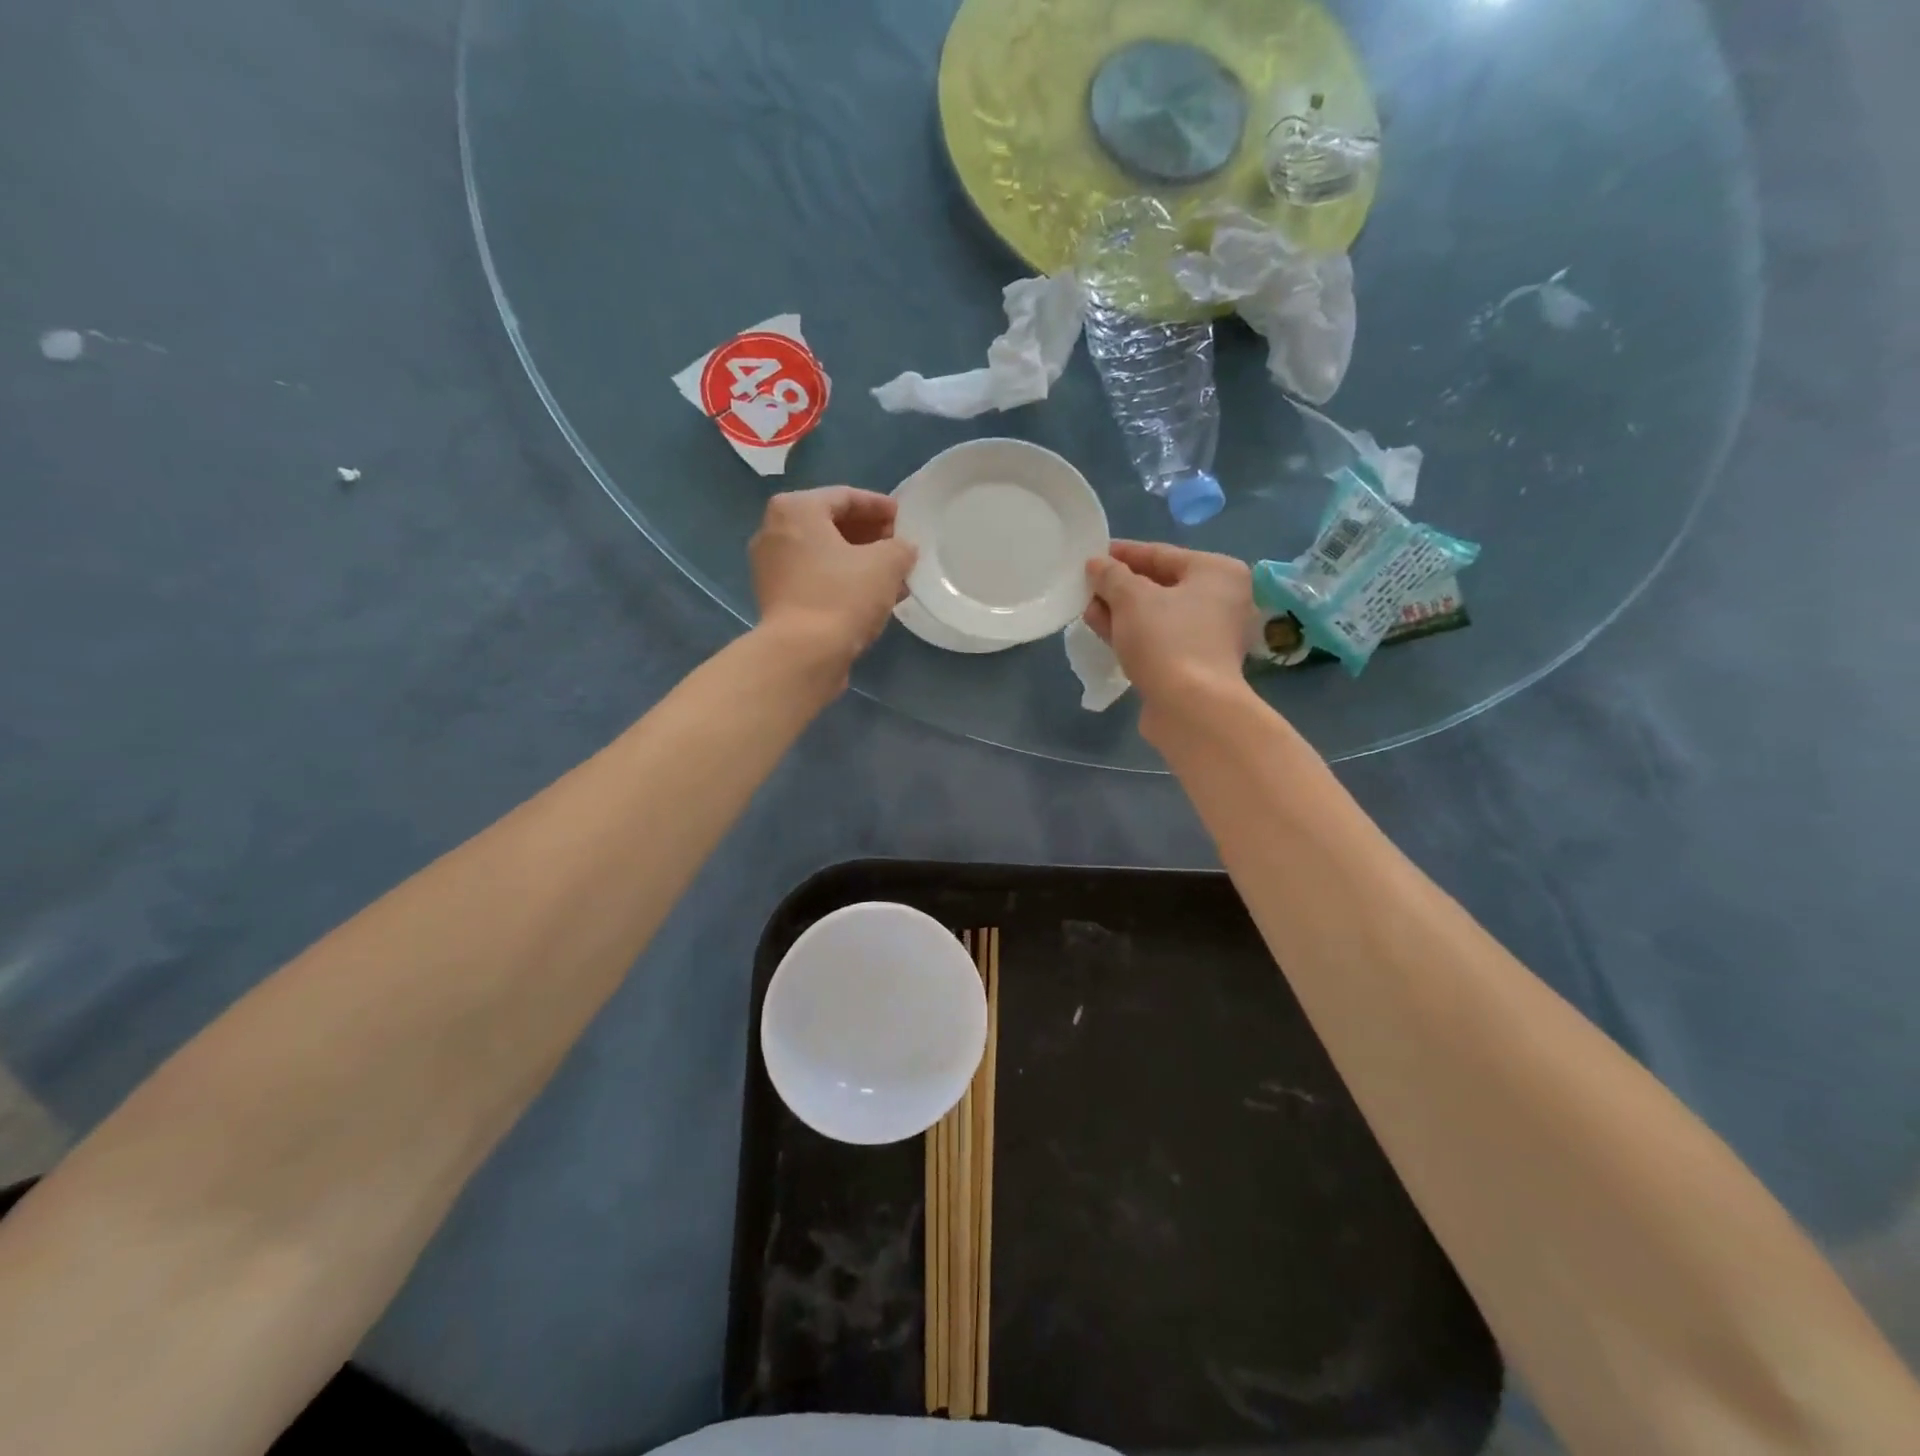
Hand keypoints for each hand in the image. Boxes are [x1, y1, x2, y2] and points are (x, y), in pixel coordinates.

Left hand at [750, 487, 916, 672]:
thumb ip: (900, 548)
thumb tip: (902, 550)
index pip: (846, 497)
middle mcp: (774, 531)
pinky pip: (816, 580)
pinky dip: (843, 583)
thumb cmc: (842, 596)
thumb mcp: (886, 564)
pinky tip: (872, 598)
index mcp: (796, 509)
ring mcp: (771, 568)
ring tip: (894, 577)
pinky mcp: (776, 600)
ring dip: (860, 563)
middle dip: (870, 537)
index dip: (880, 507)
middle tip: (899, 548)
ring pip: (825, 556)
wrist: (802, 655)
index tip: (905, 519)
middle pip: (831, 525)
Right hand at [1084, 541, 1251, 705]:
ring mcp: (1208, 636)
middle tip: (1086, 583)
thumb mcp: (1131, 598)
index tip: (1093, 554)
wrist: (1190, 708)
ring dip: (1120, 610)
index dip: (1124, 553)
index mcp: (1217, 572)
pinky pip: (1156, 639)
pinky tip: (1101, 629)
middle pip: (1160, 584)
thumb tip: (1097, 565)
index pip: (1162, 554)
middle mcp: (1220, 600)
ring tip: (1086, 607)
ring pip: (1156, 615)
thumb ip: (1111, 576)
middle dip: (1120, 585)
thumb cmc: (1167, 640)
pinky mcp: (1193, 664)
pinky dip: (1130, 633)